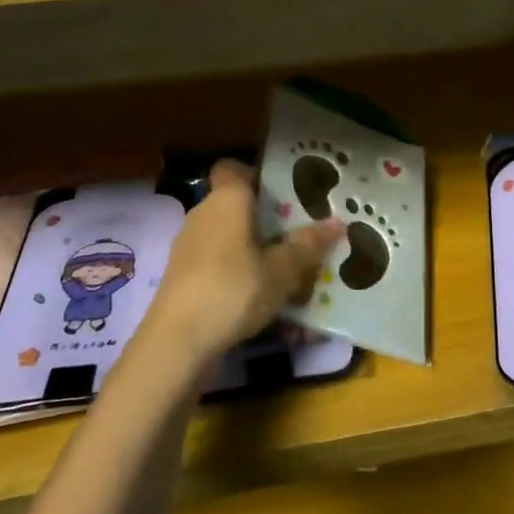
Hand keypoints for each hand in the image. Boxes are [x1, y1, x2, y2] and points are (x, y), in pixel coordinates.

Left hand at [146, 160, 343, 364]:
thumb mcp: (282, 270)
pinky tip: (268, 305)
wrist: (175, 345)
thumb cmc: (233, 290)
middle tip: (303, 233)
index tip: (286, 191)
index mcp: (227, 200)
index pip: (234, 168)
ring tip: (292, 272)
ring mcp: (190, 248)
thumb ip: (308, 245)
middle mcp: (204, 215)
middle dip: (269, 220)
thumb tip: (338, 223)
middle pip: (238, 206)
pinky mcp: (185, 279)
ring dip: (258, 253)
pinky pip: (221, 267)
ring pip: (231, 240)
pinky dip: (242, 278)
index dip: (257, 174)